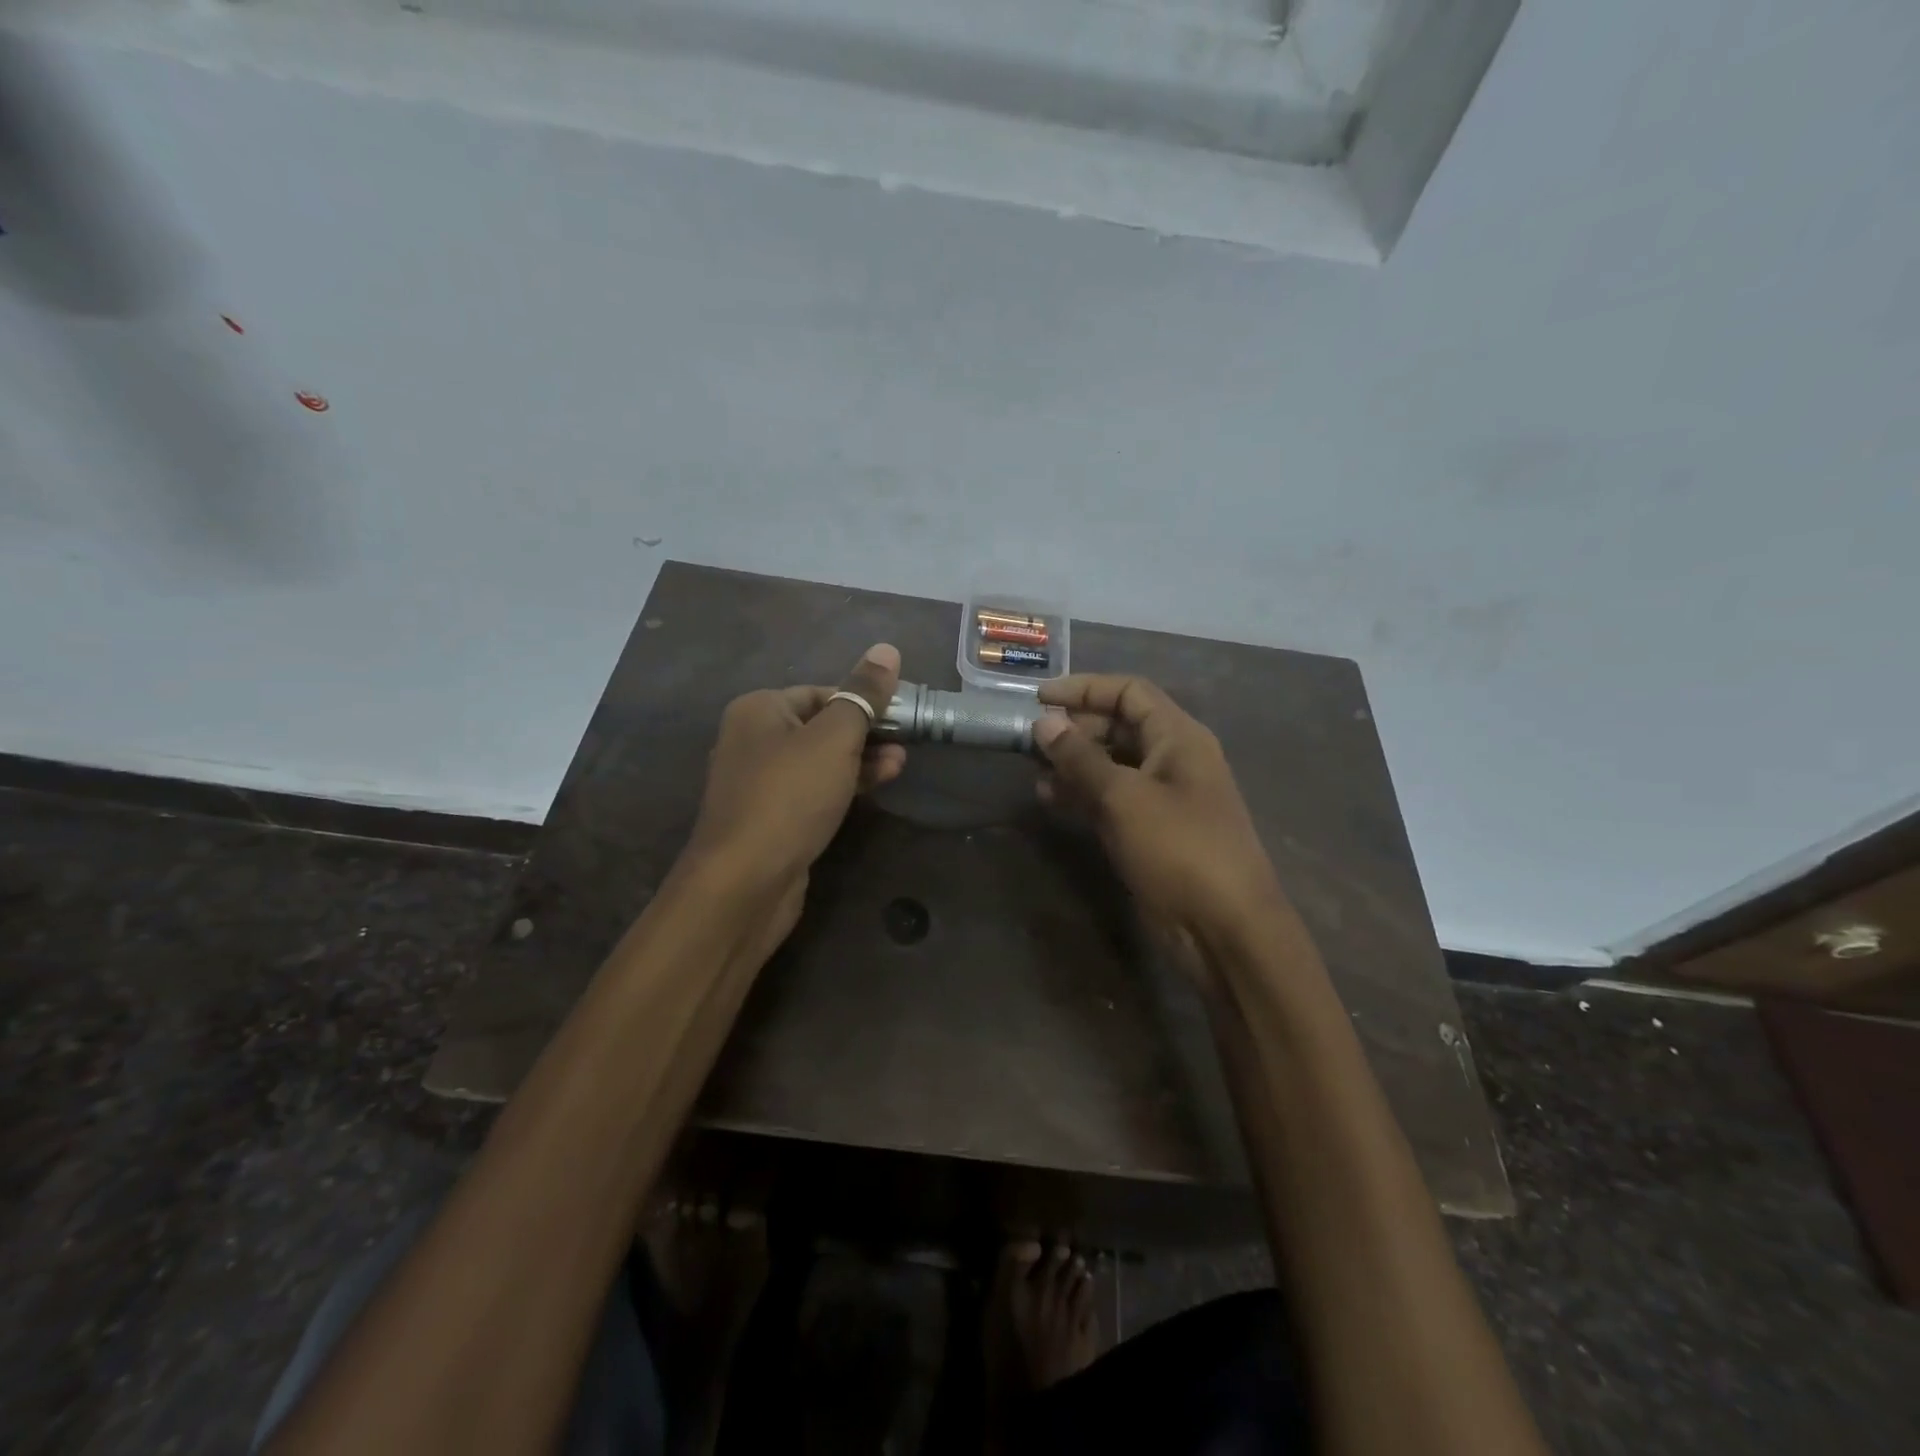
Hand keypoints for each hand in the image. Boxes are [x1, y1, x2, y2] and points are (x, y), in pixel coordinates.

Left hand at [682, 644, 905, 936]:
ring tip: (901, 765)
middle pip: (820, 725)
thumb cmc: (790, 796)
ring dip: (860, 760)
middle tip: (906, 741)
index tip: (901, 715)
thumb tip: (887, 649)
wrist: (744, 881)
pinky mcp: (770, 818)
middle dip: (866, 732)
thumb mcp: (834, 738)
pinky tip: (872, 790)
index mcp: (758, 709)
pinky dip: (842, 787)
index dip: (863, 700)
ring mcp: (759, 783)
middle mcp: (752, 739)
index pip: (821, 691)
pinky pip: (812, 791)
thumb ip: (862, 695)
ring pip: (818, 761)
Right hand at [1033, 674, 1284, 955]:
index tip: (1039, 698)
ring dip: (1073, 763)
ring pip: (1111, 764)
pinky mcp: (1150, 831)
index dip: (1084, 688)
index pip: (1129, 692)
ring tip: (1033, 769)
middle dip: (1075, 728)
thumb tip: (1044, 722)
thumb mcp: (1124, 797)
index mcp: (1178, 737)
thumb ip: (1081, 757)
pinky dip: (1082, 794)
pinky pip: (1111, 799)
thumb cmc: (1179, 849)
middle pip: (1119, 726)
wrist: (1224, 928)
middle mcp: (1172, 759)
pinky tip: (1049, 799)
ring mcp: (1161, 797)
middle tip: (1030, 738)